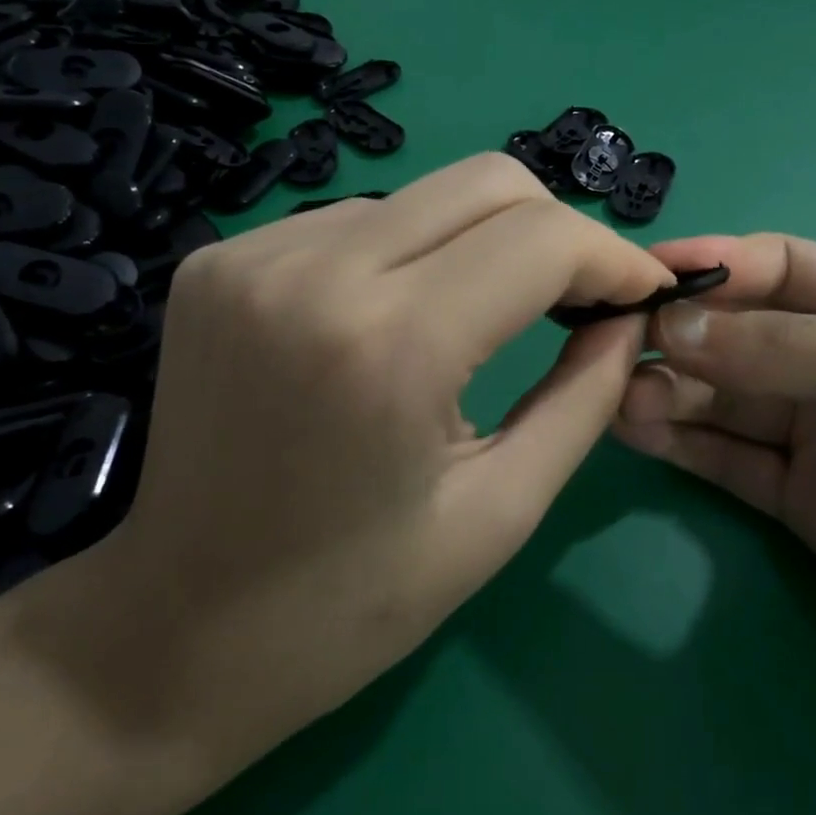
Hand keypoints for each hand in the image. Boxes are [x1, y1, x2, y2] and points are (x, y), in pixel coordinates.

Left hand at [83, 154, 674, 766]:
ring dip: (480, 242)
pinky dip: (406, 254)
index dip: (610, 256)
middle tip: (578, 298)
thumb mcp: (500, 511)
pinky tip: (398, 320)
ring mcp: (254, 255)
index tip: (642, 293)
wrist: (173, 632)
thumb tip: (629, 316)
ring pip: (423, 196)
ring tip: (486, 318)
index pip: (540, 239)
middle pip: (485, 182)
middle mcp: (315, 272)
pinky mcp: (221, 259)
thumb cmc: (350, 604)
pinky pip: (355, 223)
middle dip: (555, 230)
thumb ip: (584, 396)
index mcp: (391, 346)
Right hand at [611, 232, 815, 780]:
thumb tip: (675, 324)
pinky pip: (729, 461)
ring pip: (722, 397)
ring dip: (666, 389)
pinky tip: (634, 432)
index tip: (640, 276)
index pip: (775, 266)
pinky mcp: (807, 507)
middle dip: (675, 332)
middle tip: (608, 346)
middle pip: (738, 332)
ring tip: (612, 395)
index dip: (708, 265)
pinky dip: (682, 443)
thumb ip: (798, 351)